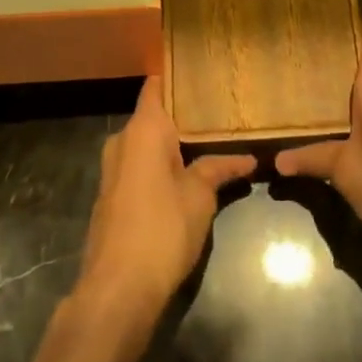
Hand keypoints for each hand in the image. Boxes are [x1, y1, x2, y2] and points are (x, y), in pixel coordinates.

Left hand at [76, 76, 255, 322]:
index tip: (204, 72)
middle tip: (221, 109)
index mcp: (142, 129)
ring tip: (212, 138)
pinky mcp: (113, 196)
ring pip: (147, 143)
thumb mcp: (199, 196)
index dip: (177, 77)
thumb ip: (219, 169)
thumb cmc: (162, 228)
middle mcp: (122, 141)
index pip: (156, 86)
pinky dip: (162, 163)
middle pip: (154, 115)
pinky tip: (188, 171)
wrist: (118, 288)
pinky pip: (140, 166)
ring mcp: (113, 170)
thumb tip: (249, 158)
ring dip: (174, 143)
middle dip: (184, 114)